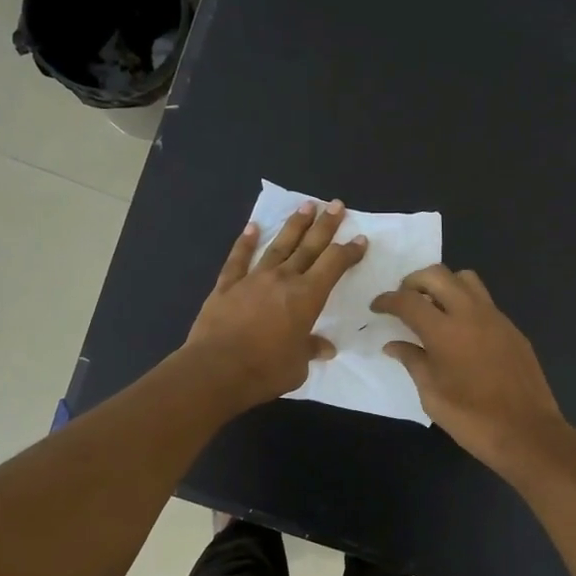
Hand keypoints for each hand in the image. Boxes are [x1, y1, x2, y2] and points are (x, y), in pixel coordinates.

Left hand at [183, 200, 366, 410]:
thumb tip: (325, 348)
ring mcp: (253, 279)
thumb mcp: (298, 366)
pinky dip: (245, 242)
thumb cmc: (265, 370)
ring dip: (293, 225)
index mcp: (307, 297)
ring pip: (278, 245)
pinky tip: (252, 227)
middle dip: (325, 225)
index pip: (334, 265)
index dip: (348, 251)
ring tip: (306, 206)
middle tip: (336, 205)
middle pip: (309, 246)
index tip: (360, 239)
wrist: (216, 369)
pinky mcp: (226, 286)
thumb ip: (310, 350)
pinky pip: (238, 259)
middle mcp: (283, 279)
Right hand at [371, 265, 567, 473]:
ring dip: (443, 284)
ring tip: (432, 308)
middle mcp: (471, 314)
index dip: (387, 300)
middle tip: (403, 301)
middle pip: (437, 275)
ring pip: (465, 279)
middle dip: (413, 281)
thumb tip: (393, 345)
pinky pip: (484, 301)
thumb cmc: (471, 418)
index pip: (408, 300)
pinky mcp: (512, 329)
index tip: (377, 307)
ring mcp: (496, 318)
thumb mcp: (431, 394)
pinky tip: (459, 330)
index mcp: (445, 331)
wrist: (527, 432)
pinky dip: (465, 303)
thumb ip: (412, 361)